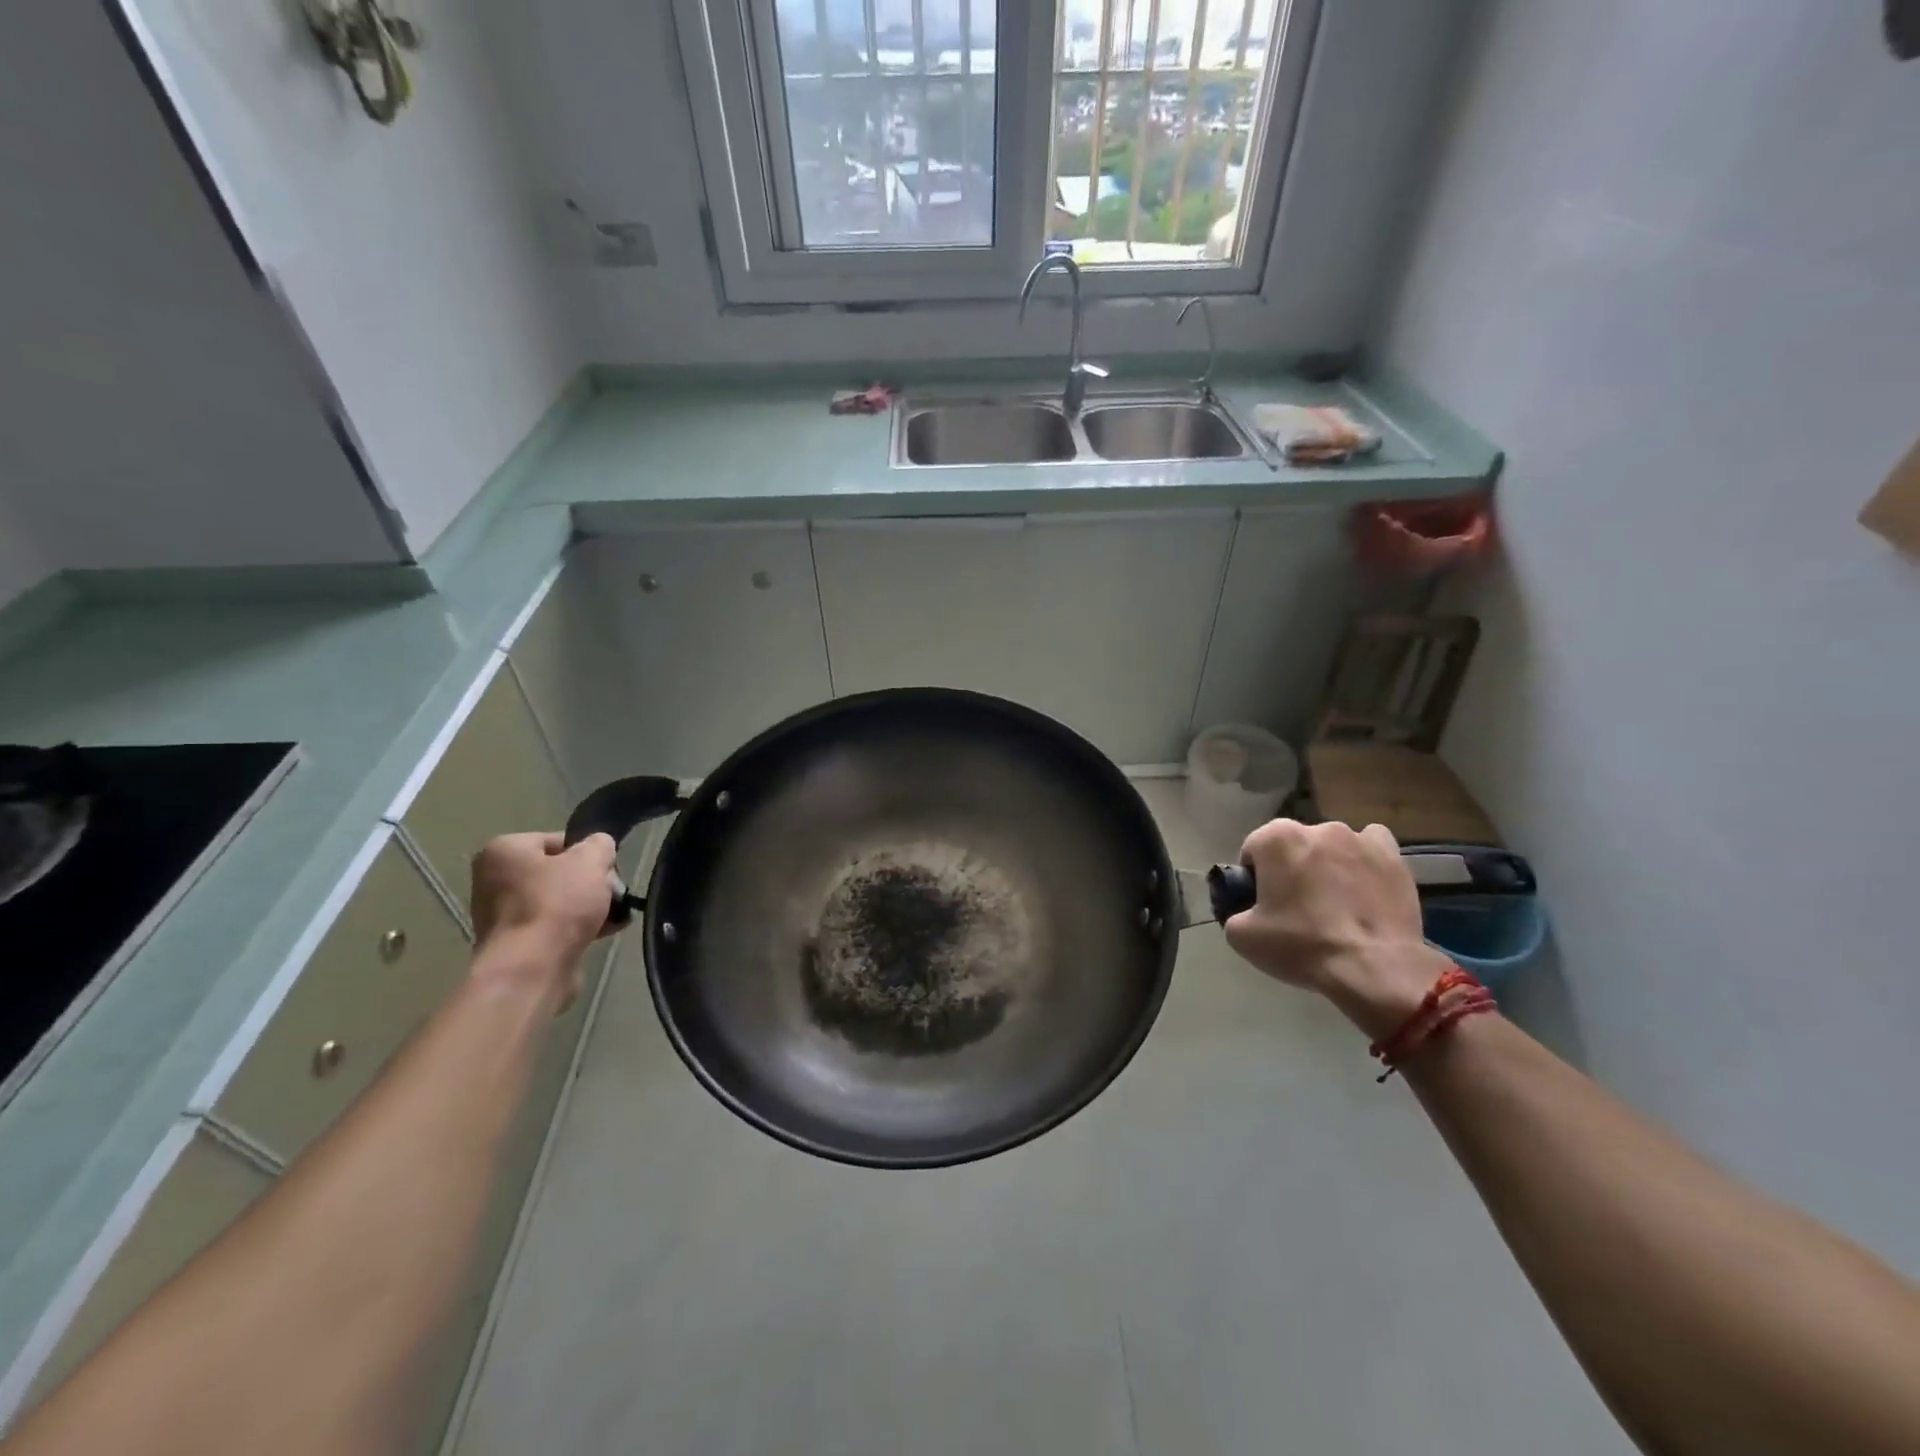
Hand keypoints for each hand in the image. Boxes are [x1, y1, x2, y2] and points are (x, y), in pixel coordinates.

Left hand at [468, 832, 617, 1006]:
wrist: (532, 968)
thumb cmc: (557, 904)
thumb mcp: (590, 860)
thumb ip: (600, 845)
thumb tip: (599, 847)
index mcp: (504, 851)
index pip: (558, 840)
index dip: (589, 853)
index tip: (608, 869)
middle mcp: (495, 880)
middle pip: (560, 872)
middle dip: (592, 882)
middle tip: (614, 894)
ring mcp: (503, 915)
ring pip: (560, 900)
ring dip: (590, 906)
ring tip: (615, 916)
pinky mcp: (516, 944)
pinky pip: (555, 926)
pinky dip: (578, 927)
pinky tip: (605, 932)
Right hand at [1222, 819, 1452, 1038]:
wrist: (1374, 968)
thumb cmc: (1301, 945)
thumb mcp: (1242, 936)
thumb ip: (1235, 911)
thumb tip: (1246, 910)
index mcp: (1275, 838)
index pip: (1252, 850)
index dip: (1254, 878)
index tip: (1263, 905)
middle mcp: (1317, 827)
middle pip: (1293, 846)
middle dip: (1291, 868)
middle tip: (1296, 908)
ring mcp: (1359, 839)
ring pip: (1332, 846)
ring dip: (1327, 865)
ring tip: (1336, 903)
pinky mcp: (1393, 857)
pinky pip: (1370, 848)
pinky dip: (1364, 862)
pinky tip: (1364, 887)